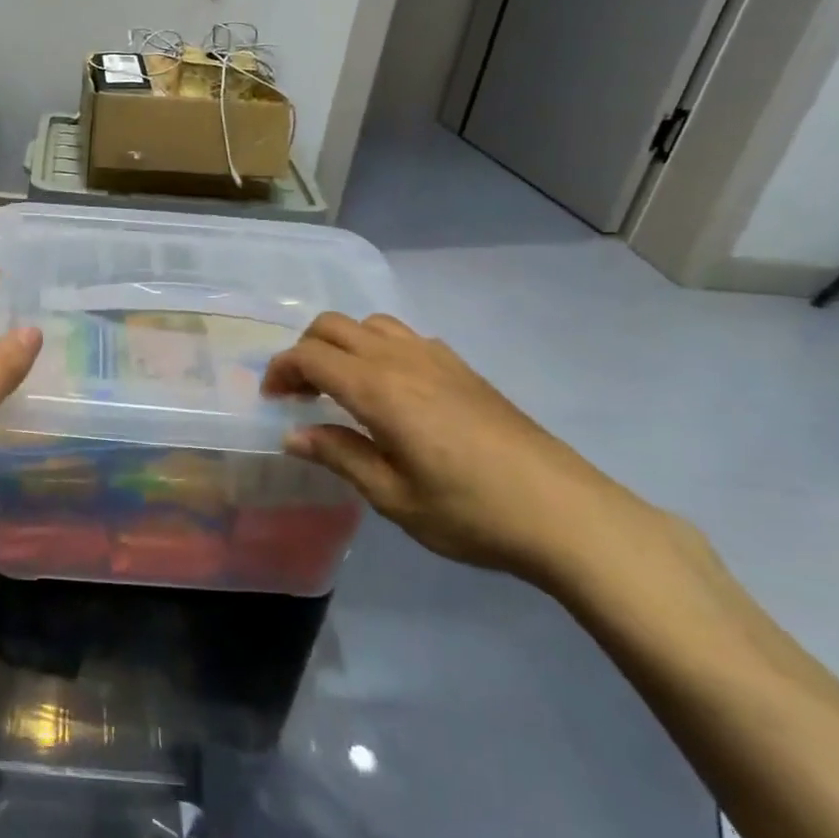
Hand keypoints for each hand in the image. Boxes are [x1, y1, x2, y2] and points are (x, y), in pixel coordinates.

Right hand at [263, 313, 657, 584]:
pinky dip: (377, 348)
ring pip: (371, 323)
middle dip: (304, 350)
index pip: (310, 356)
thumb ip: (339, 456)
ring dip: (341, 344)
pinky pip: (405, 336)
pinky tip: (389, 389)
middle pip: (334, 326)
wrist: (567, 514)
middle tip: (298, 393)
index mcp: (379, 389)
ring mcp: (437, 358)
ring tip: (338, 385)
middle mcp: (403, 359)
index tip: (271, 400)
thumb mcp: (393, 497)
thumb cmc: (471, 512)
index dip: (280, 370)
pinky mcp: (463, 369)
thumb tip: (293, 434)